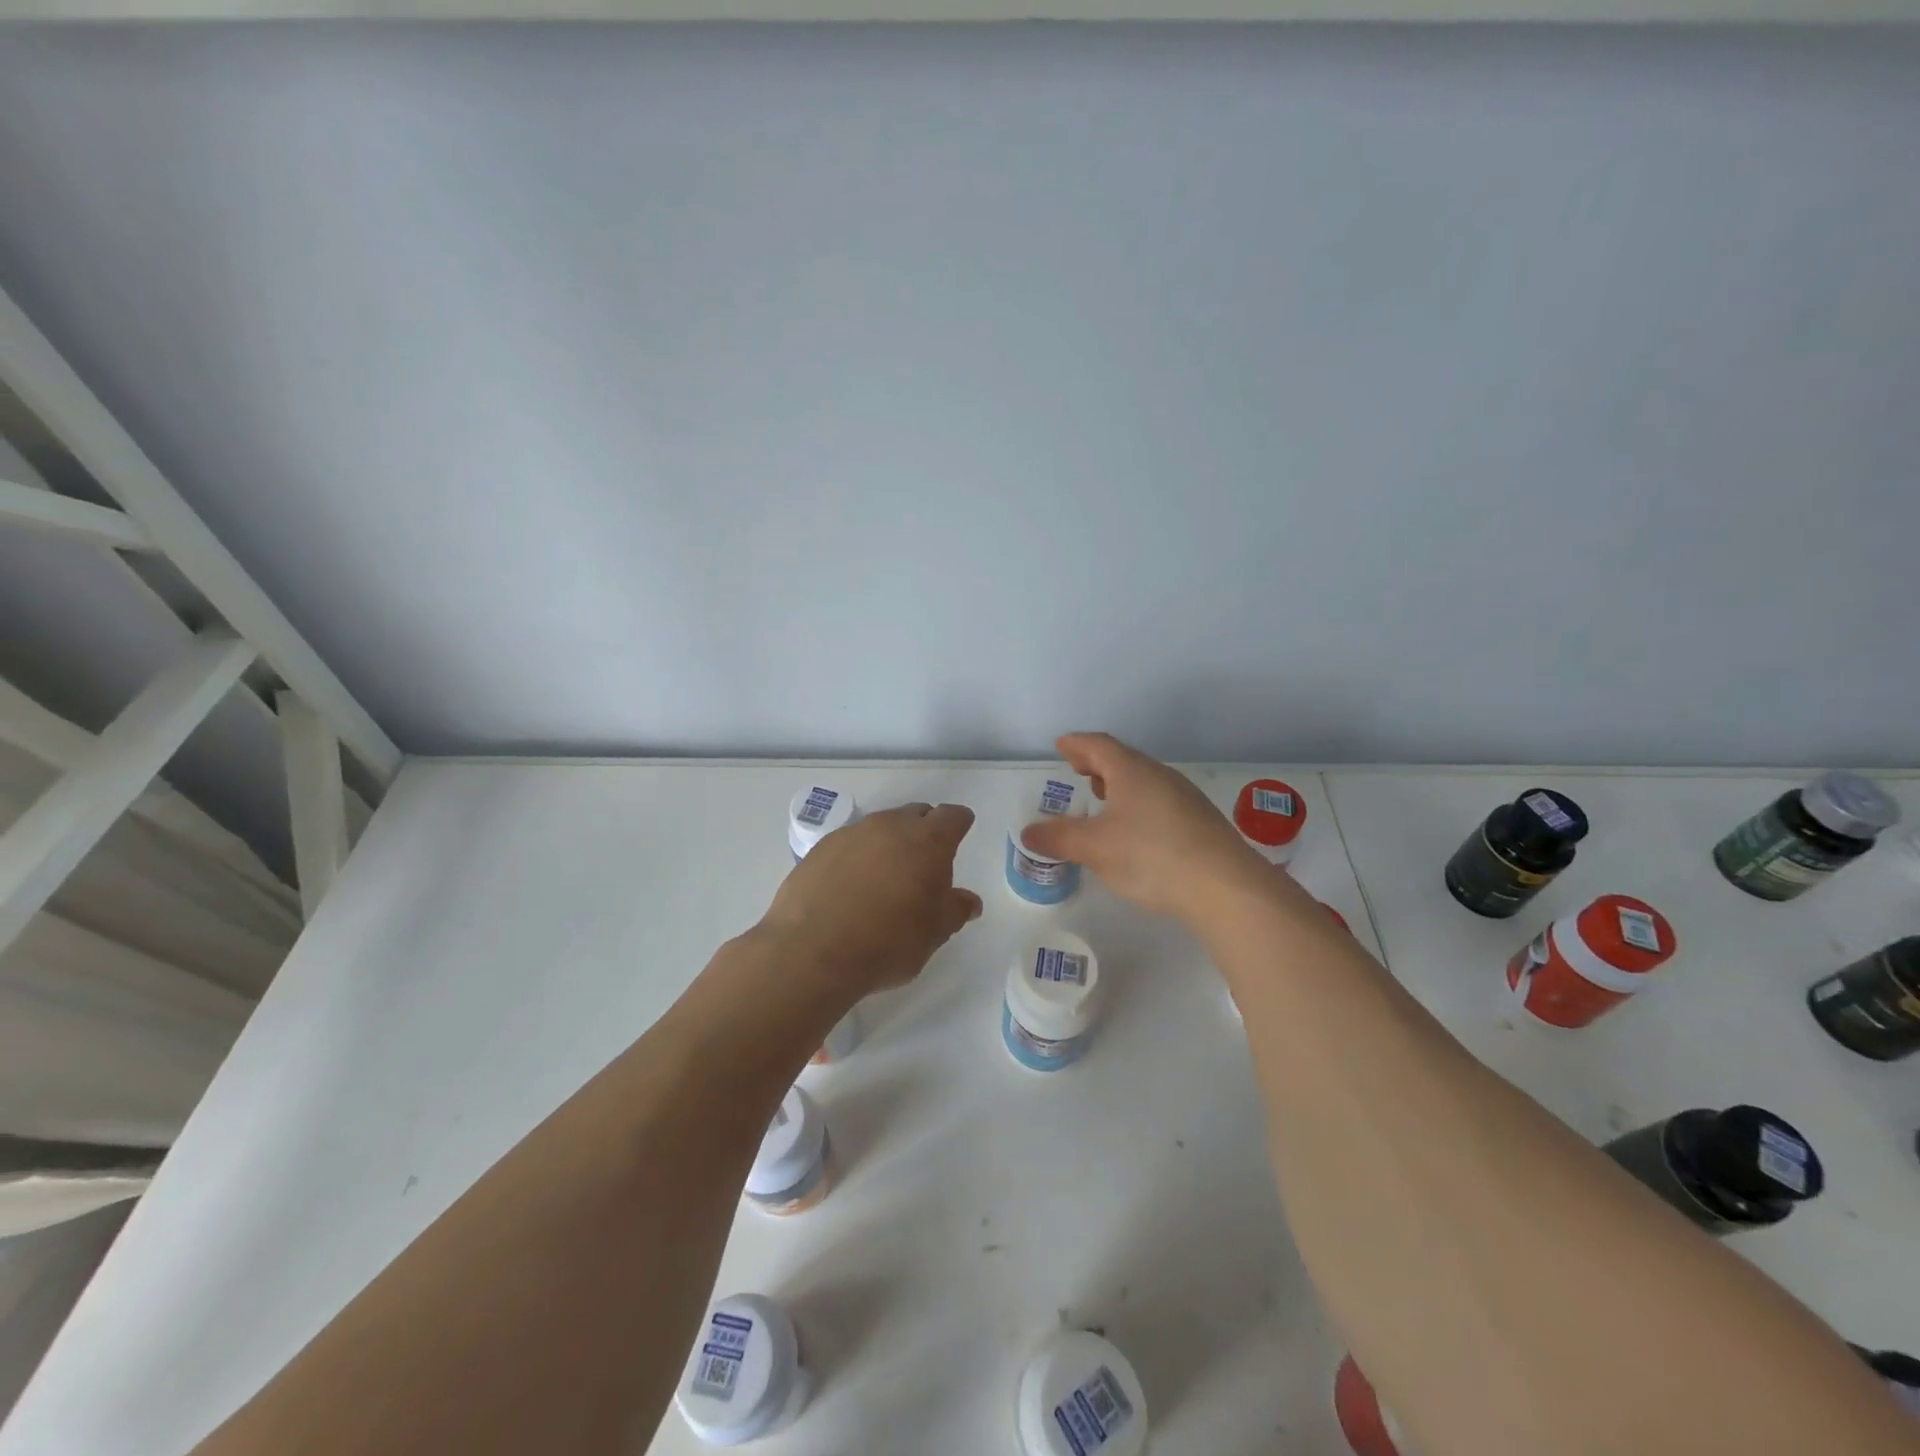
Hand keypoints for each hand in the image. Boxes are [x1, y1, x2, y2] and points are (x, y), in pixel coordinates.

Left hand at [761, 803, 983, 996]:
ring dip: (889, 844)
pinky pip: (849, 844)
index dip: (959, 824)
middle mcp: (890, 826)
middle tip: (925, 861)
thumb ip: (955, 910)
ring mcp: (851, 834)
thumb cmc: (889, 941)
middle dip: (924, 831)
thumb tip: (969, 901)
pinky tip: (851, 887)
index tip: (960, 834)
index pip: (952, 817)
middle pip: (915, 815)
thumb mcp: (935, 933)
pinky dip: (858, 857)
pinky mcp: (820, 849)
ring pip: (880, 828)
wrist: (813, 951)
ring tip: (886, 877)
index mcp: (927, 841)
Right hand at [1019, 733, 1279, 922]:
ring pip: (1144, 780)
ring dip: (1119, 784)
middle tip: (1079, 768)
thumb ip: (1059, 838)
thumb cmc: (1151, 856)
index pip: (1099, 746)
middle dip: (1098, 762)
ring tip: (1104, 797)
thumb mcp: (1095, 848)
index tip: (1062, 745)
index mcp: (1131, 771)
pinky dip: (1138, 803)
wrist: (1225, 887)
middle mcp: (1160, 776)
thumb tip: (1028, 832)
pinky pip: (1160, 800)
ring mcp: (1185, 797)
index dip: (1077, 744)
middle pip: (1124, 759)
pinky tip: (1136, 830)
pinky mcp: (1200, 822)